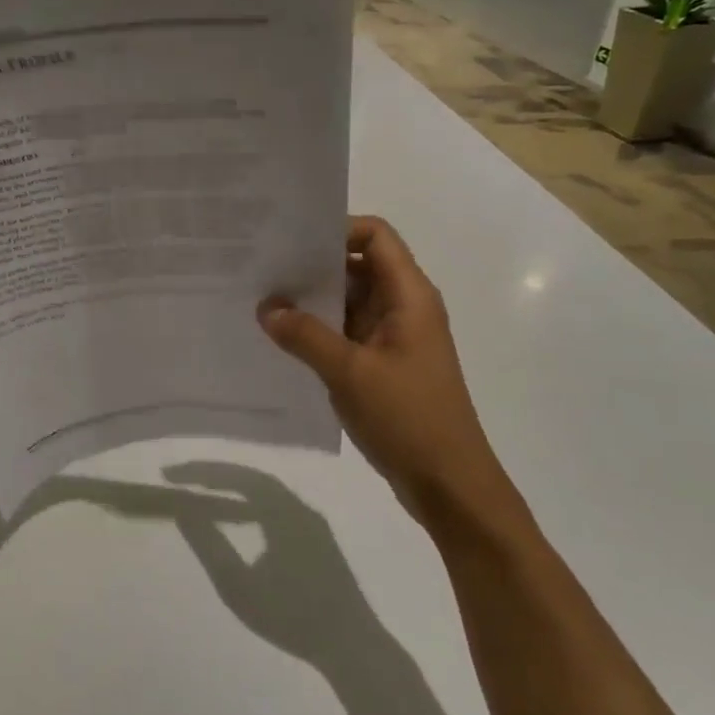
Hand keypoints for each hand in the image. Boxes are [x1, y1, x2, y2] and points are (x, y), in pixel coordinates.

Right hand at [259, 217, 518, 531]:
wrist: (450, 485)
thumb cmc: (408, 418)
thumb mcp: (349, 372)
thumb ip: (304, 335)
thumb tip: (266, 307)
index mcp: (409, 296)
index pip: (376, 236)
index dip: (337, 229)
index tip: (292, 241)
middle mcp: (404, 307)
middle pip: (358, 265)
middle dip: (314, 264)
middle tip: (264, 266)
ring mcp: (393, 337)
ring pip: (349, 300)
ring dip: (313, 300)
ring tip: (264, 299)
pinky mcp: (383, 364)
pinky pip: (346, 331)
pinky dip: (318, 329)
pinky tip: (283, 338)